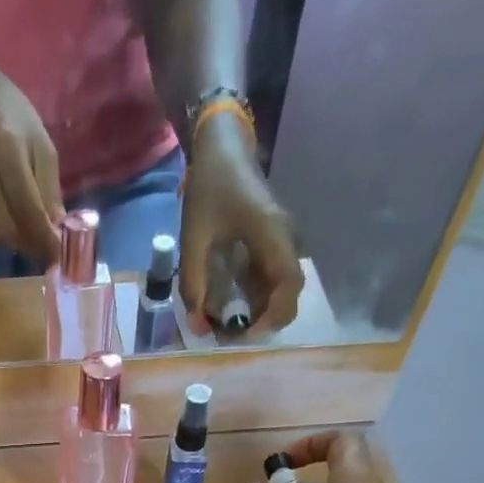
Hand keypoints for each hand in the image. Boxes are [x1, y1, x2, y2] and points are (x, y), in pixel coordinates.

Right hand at [0, 61, 64, 266]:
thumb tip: (57, 229)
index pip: (27, 208)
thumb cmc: (9, 114)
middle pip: (7, 227)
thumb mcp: (39, 140)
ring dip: (10, 242)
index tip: (58, 256)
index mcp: (5, 148)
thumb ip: (48, 186)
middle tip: (43, 246)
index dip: (44, 238)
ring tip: (24, 230)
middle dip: (28, 244)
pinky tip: (0, 223)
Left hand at [179, 113, 302, 334]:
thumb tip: (198, 326)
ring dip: (258, 313)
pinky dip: (253, 299)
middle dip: (264, 321)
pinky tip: (229, 307)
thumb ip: (194, 284)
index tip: (248, 334)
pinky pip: (269, 280)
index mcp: (273, 234)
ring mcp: (281, 242)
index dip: (273, 316)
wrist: (223, 146)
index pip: (289, 285)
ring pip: (279, 290)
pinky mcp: (271, 244)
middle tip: (232, 336)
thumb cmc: (210, 186)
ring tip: (227, 326)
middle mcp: (285, 240)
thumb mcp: (194, 238)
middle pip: (289, 294)